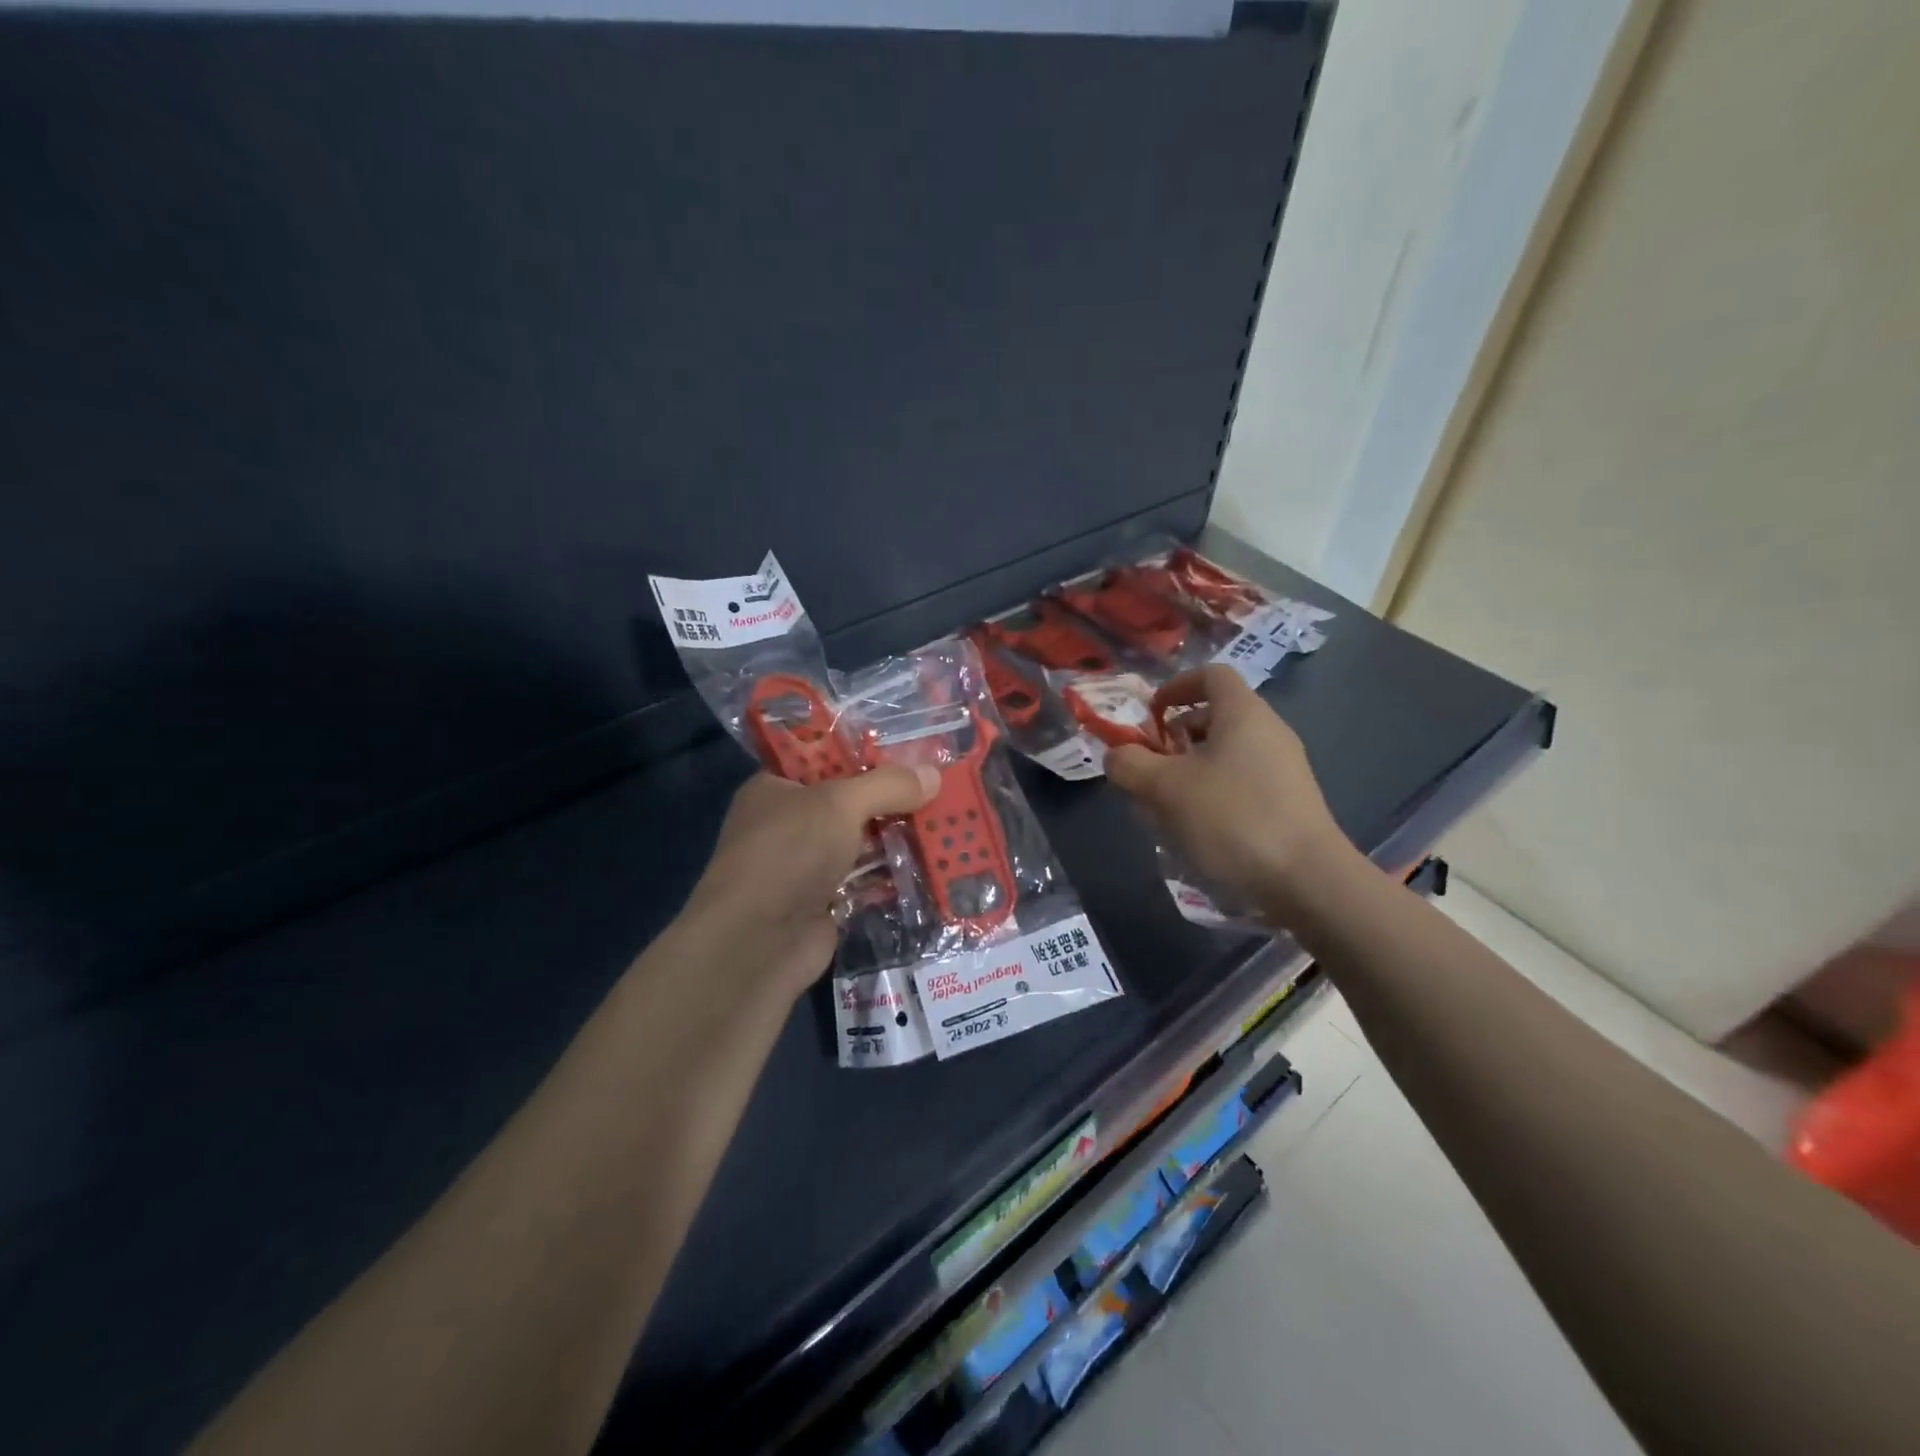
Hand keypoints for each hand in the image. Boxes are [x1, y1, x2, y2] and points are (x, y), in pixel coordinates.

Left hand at [681, 766, 938, 996]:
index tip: (912, 750)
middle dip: (892, 798)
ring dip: (898, 837)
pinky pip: (866, 880)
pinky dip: (893, 874)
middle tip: (941, 785)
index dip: (866, 754)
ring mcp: (805, 866)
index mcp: (776, 788)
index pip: (824, 760)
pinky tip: (933, 863)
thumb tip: (934, 774)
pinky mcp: (825, 903)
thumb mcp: (840, 804)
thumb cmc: (790, 852)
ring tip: (948, 821)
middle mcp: (788, 824)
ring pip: (861, 843)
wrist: (758, 943)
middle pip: (849, 803)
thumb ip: (888, 786)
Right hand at [1105, 665, 1354, 922]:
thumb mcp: (1165, 788)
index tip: (1150, 716)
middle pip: (1214, 718)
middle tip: (1148, 768)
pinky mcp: (1288, 805)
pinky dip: (1211, 796)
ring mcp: (1283, 771)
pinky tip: (1194, 832)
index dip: (1175, 686)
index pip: (1211, 675)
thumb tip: (1117, 755)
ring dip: (1188, 772)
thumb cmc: (1232, 818)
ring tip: (1163, 807)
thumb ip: (1129, 764)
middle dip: (1174, 738)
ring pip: (1224, 756)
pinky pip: (1240, 785)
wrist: (1308, 882)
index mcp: (1244, 714)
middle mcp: (1268, 733)